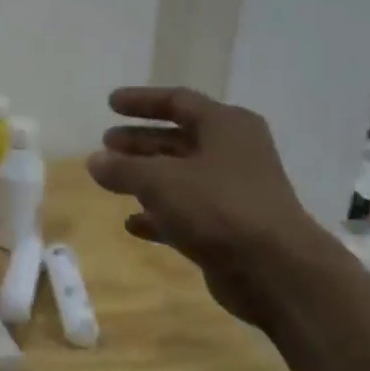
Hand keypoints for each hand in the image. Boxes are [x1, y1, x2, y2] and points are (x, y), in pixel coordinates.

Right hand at [87, 87, 321, 324]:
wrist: (274, 270)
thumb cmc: (218, 207)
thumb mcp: (161, 181)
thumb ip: (124, 169)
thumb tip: (95, 161)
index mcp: (226, 126)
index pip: (178, 101)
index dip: (142, 101)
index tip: (110, 104)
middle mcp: (234, 153)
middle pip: (179, 139)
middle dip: (141, 141)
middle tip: (106, 142)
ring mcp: (234, 192)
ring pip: (181, 176)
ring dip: (146, 177)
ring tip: (109, 179)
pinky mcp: (229, 228)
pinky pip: (187, 213)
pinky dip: (159, 215)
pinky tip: (132, 224)